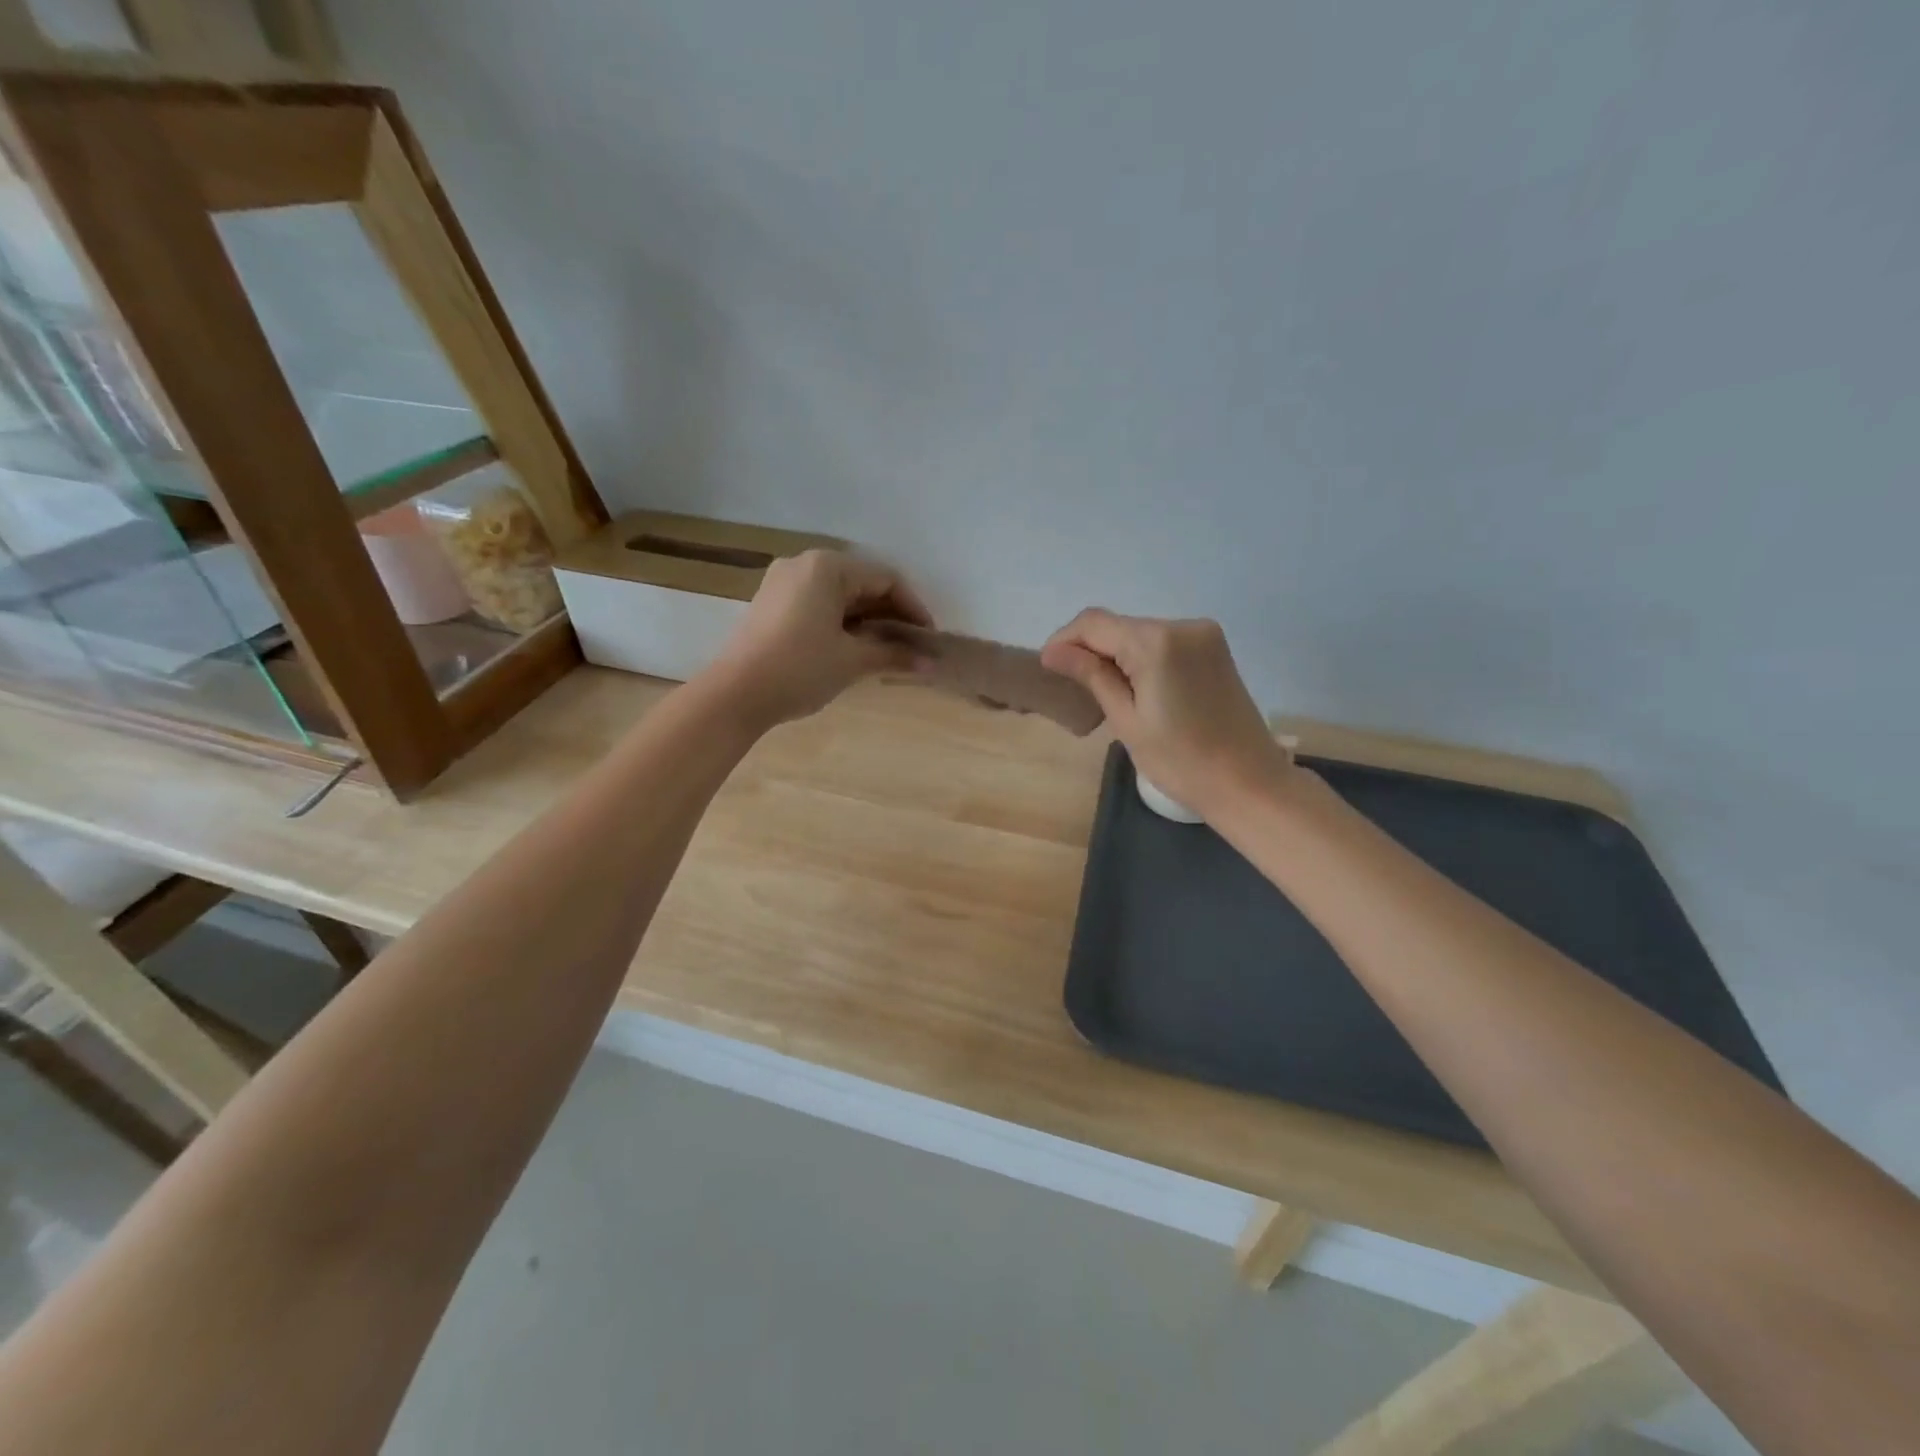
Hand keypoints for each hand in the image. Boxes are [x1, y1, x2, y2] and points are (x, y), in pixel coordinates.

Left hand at [707, 549, 932, 727]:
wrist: (734, 694)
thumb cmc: (799, 668)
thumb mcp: (852, 660)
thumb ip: (894, 655)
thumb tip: (931, 663)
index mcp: (828, 566)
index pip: (885, 579)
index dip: (913, 608)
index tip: (928, 638)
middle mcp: (805, 563)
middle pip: (862, 583)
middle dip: (890, 614)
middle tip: (911, 646)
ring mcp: (783, 582)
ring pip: (839, 594)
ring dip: (867, 620)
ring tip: (886, 651)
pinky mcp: (771, 603)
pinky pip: (818, 603)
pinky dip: (841, 621)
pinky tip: (853, 647)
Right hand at [1040, 609, 1290, 820]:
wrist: (1248, 783)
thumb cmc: (1181, 761)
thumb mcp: (1126, 721)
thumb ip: (1092, 676)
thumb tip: (1052, 652)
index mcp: (1157, 642)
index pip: (1094, 623)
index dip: (1065, 640)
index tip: (1048, 668)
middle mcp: (1183, 625)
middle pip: (1119, 625)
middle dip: (1090, 649)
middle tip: (1073, 686)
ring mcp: (1204, 635)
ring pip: (1140, 633)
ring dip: (1116, 654)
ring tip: (1105, 692)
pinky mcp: (1215, 649)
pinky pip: (1164, 642)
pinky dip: (1142, 658)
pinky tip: (1137, 688)